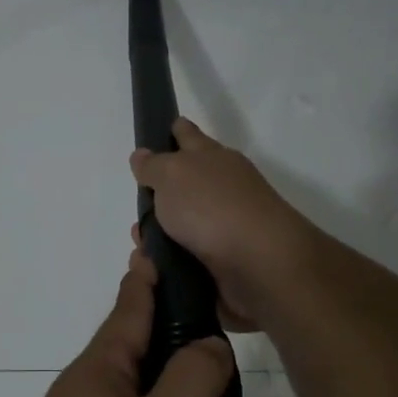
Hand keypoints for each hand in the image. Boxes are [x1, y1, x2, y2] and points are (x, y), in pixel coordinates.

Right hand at [129, 118, 317, 332]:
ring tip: (140, 247)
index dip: (177, 131)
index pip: (190, 136)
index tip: (167, 128)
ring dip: (159, 236)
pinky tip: (153, 269)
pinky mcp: (223, 263)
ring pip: (182, 226)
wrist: (258, 265)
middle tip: (139, 206)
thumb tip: (142, 156)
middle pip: (185, 185)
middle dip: (160, 195)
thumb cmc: (212, 208)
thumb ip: (153, 166)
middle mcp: (222, 189)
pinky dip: (169, 262)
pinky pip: (185, 258)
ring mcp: (225, 227)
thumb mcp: (173, 175)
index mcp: (213, 159)